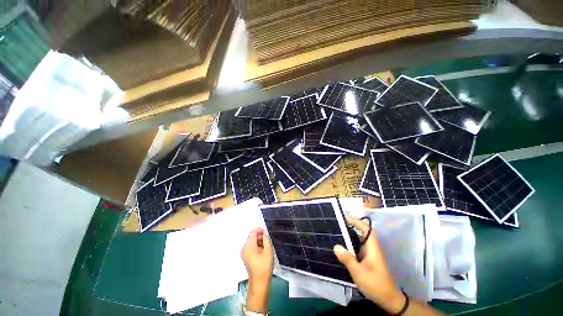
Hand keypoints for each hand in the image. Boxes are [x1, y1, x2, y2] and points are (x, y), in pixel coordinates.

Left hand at [241, 228, 273, 283]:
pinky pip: (250, 247)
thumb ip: (266, 239)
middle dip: (260, 236)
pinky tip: (262, 250)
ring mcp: (244, 253)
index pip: (253, 232)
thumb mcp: (268, 250)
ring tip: (266, 246)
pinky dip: (256, 246)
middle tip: (268, 239)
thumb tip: (264, 232)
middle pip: (251, 237)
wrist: (260, 282)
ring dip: (259, 241)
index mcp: (249, 246)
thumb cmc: (264, 266)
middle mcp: (244, 248)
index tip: (267, 232)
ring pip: (251, 241)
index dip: (260, 230)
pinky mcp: (245, 256)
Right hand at [333, 217, 405, 313]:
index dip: (357, 222)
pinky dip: (351, 245)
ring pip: (360, 241)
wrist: (388, 299)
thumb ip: (348, 259)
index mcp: (372, 248)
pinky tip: (343, 248)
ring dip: (350, 236)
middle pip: (362, 233)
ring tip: (337, 234)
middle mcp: (372, 248)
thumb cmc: (375, 284)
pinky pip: (358, 248)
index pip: (367, 229)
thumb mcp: (359, 272)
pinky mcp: (368, 260)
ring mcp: (370, 254)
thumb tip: (336, 246)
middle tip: (338, 225)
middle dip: (351, 227)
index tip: (346, 218)